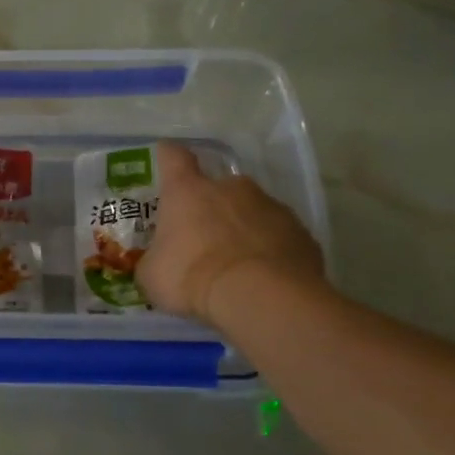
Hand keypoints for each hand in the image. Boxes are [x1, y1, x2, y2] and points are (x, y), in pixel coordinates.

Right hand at [136, 142, 324, 323]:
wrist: (259, 297)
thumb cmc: (191, 277)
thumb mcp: (152, 276)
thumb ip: (154, 261)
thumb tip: (156, 264)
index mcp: (188, 191)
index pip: (174, 158)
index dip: (168, 157)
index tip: (166, 157)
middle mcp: (231, 188)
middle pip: (219, 187)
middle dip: (211, 207)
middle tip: (204, 237)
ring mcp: (271, 207)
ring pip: (253, 211)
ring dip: (243, 228)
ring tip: (238, 263)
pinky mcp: (301, 232)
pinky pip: (279, 236)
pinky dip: (270, 250)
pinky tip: (264, 276)